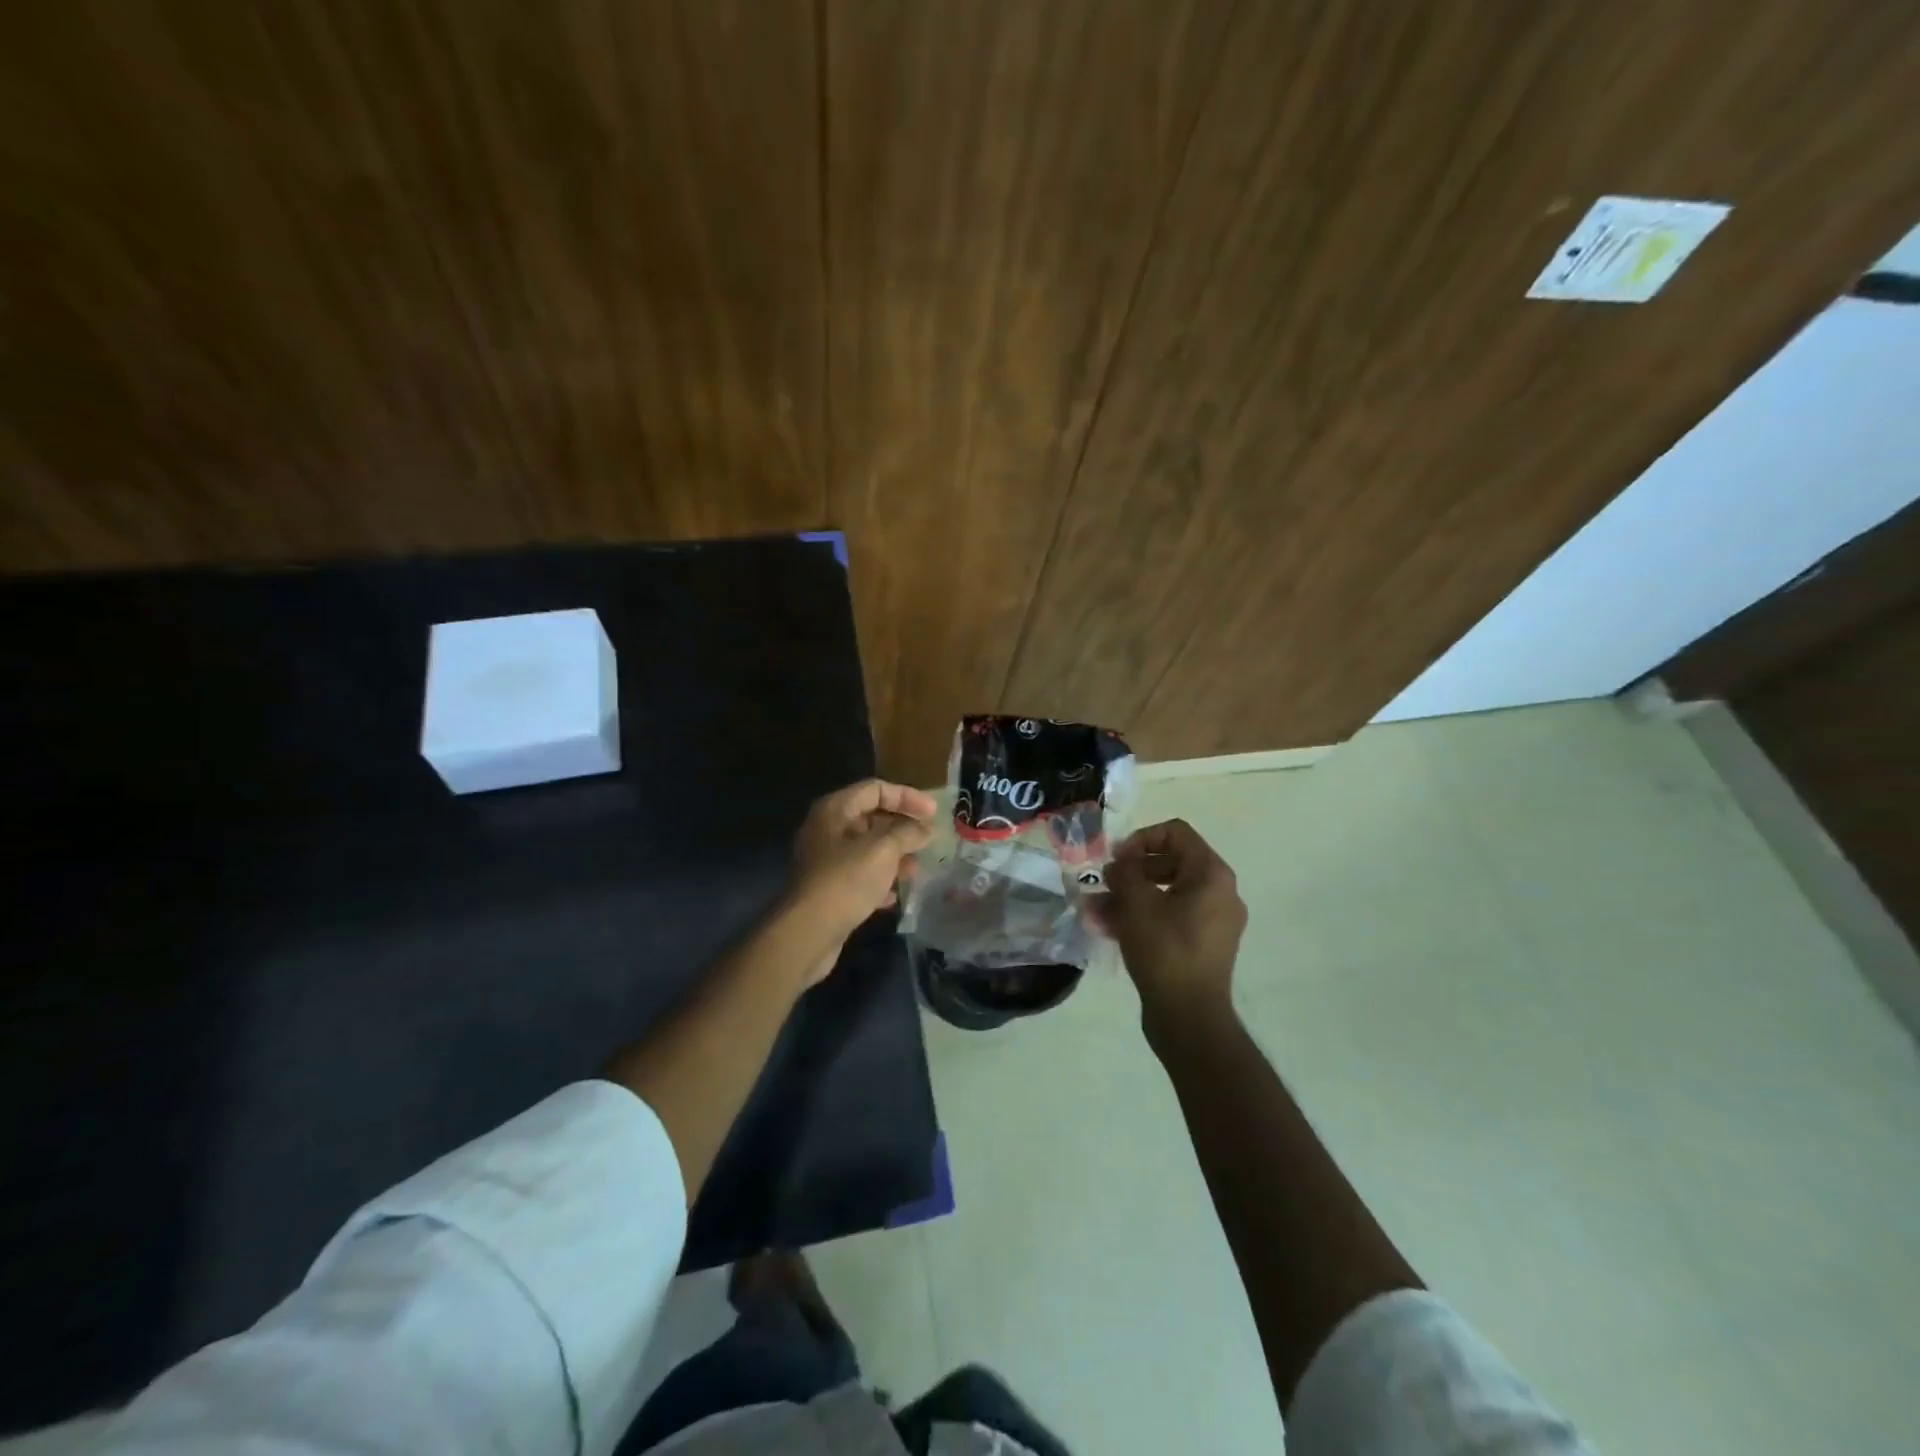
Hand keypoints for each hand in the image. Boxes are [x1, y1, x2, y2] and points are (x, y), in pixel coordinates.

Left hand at [787, 779, 937, 981]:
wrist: (809, 932)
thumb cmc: (846, 880)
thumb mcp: (884, 850)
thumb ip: (908, 833)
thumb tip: (926, 829)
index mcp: (835, 810)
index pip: (875, 789)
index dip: (907, 796)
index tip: (934, 812)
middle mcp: (827, 829)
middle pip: (870, 817)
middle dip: (902, 827)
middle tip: (929, 839)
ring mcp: (825, 860)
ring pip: (867, 848)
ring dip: (894, 856)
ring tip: (917, 868)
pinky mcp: (828, 888)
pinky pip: (859, 875)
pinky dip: (879, 880)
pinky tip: (895, 895)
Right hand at [1103, 818, 1247, 1037]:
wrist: (1189, 1017)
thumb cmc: (1165, 950)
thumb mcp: (1137, 903)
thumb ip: (1126, 872)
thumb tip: (1120, 865)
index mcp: (1211, 874)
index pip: (1176, 832)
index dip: (1141, 838)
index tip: (1117, 859)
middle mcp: (1219, 892)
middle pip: (1170, 862)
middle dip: (1131, 871)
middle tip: (1104, 883)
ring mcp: (1213, 921)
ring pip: (1166, 893)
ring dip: (1129, 896)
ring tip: (1095, 910)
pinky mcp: (1202, 945)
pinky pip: (1170, 917)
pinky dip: (1142, 917)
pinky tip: (1108, 928)